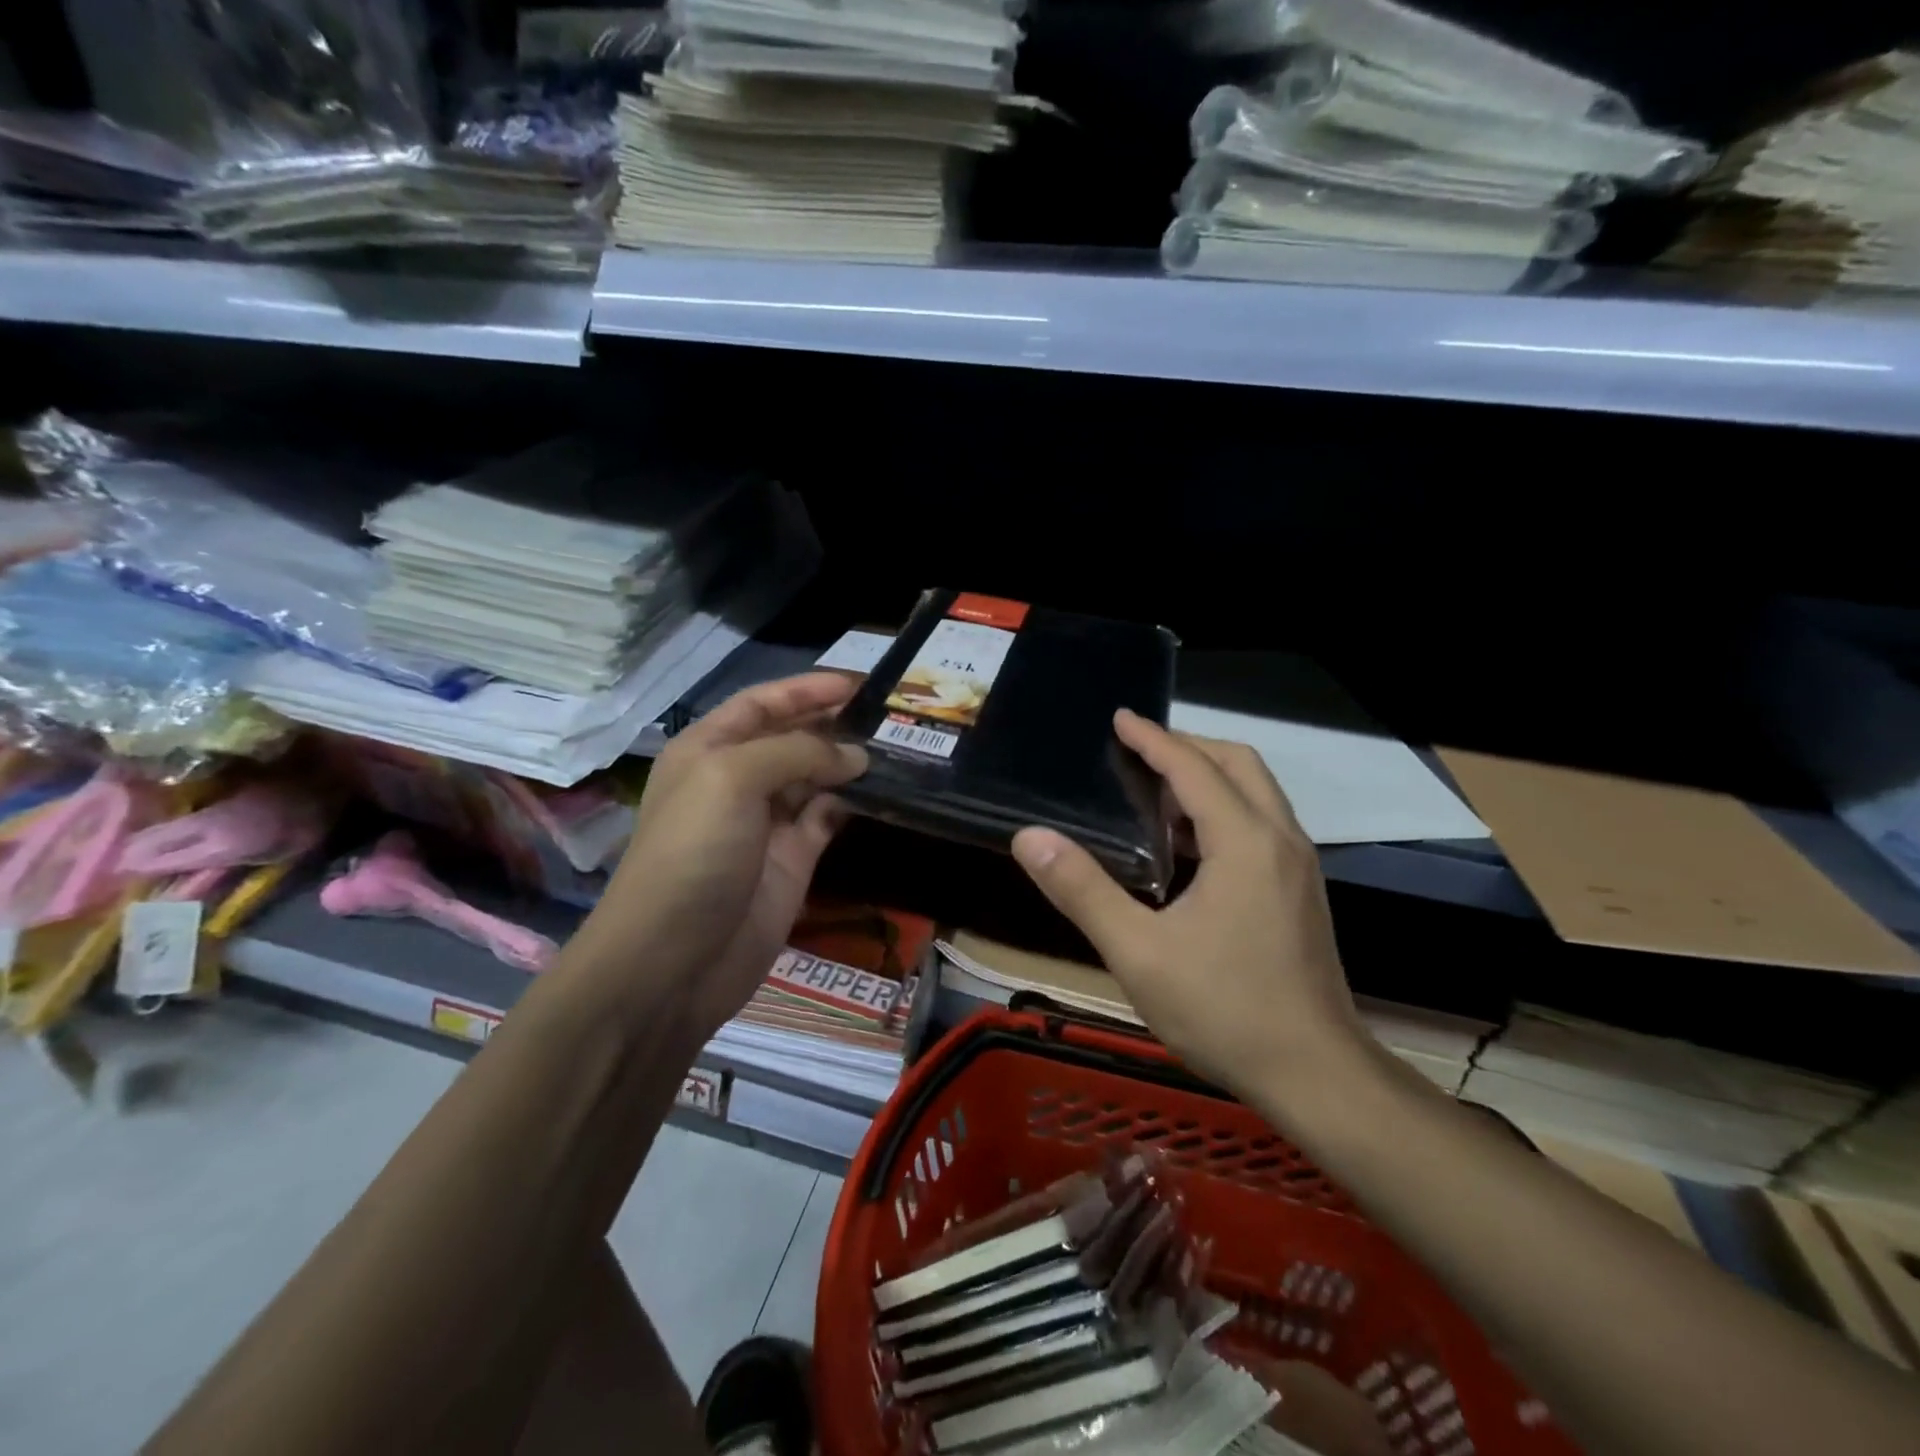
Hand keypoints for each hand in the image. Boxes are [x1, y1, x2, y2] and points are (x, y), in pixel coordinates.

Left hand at [575, 673, 866, 1042]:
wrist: (674, 961)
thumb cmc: (693, 853)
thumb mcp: (732, 779)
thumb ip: (796, 752)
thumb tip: (855, 756)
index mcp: (709, 749)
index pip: (762, 703)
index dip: (806, 689)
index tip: (859, 683)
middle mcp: (738, 779)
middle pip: (792, 737)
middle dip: (834, 722)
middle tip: (889, 714)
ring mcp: (767, 822)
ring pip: (816, 777)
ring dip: (850, 761)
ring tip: (899, 745)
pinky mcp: (794, 860)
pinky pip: (828, 817)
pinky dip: (853, 802)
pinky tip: (884, 790)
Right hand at [1010, 710, 1367, 1099]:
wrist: (1317, 1075)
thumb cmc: (1224, 1010)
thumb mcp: (1137, 952)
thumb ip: (1082, 890)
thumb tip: (1030, 837)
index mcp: (1244, 842)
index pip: (1193, 768)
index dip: (1153, 738)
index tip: (1119, 718)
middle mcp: (1280, 840)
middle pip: (1238, 764)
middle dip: (1187, 747)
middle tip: (1137, 752)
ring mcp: (1298, 867)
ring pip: (1255, 794)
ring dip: (1208, 779)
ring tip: (1153, 794)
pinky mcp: (1301, 892)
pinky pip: (1261, 824)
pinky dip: (1223, 812)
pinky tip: (1186, 848)